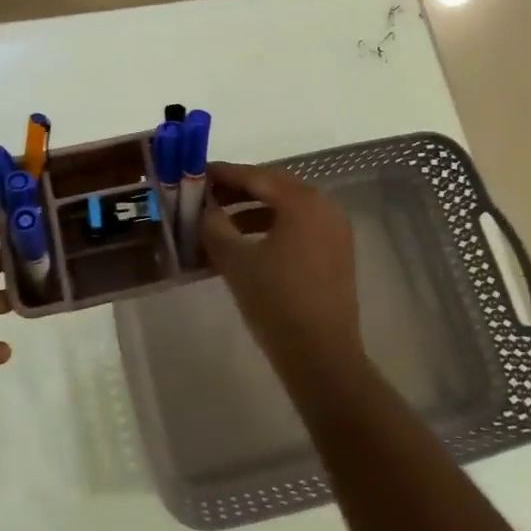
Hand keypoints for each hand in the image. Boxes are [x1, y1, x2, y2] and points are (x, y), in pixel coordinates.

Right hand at [201, 162, 361, 375]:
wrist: (321, 356)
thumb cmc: (276, 301)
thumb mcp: (235, 260)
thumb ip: (214, 225)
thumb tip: (204, 207)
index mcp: (302, 201)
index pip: (255, 176)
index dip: (222, 174)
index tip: (194, 173)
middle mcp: (324, 207)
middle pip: (272, 189)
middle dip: (236, 192)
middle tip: (203, 197)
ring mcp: (334, 231)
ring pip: (285, 210)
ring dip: (250, 213)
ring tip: (217, 225)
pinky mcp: (335, 254)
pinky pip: (297, 229)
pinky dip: (269, 230)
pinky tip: (244, 247)